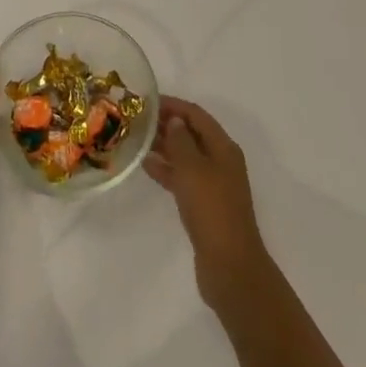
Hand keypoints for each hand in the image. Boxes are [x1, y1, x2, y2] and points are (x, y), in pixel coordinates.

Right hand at [144, 96, 273, 319]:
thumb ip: (181, 141)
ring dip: (164, 146)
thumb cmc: (212, 210)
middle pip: (192, 134)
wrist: (229, 266)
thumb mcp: (193, 169)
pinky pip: (183, 178)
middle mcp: (221, 161)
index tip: (146, 100)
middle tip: (136, 119)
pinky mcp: (204, 205)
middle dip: (167, 124)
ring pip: (185, 156)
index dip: (173, 105)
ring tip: (136, 139)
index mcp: (223, 147)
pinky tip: (145, 166)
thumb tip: (174, 121)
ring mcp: (213, 184)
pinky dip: (166, 170)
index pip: (196, 115)